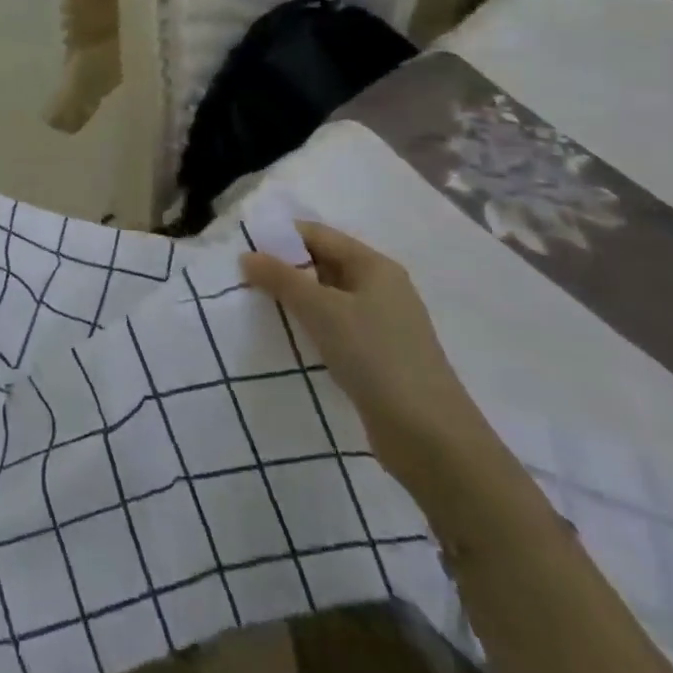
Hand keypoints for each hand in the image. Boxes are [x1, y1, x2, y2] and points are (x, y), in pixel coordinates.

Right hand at [240, 221, 492, 492]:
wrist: (430, 438)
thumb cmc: (375, 357)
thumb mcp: (321, 310)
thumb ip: (281, 278)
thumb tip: (247, 255)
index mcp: (374, 266)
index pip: (318, 235)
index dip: (280, 237)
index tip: (242, 248)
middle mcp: (381, 288)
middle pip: (323, 264)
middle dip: (284, 268)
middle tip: (243, 278)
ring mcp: (382, 324)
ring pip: (328, 298)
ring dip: (295, 300)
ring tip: (257, 306)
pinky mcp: (378, 357)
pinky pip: (335, 327)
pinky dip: (311, 326)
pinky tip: (288, 338)